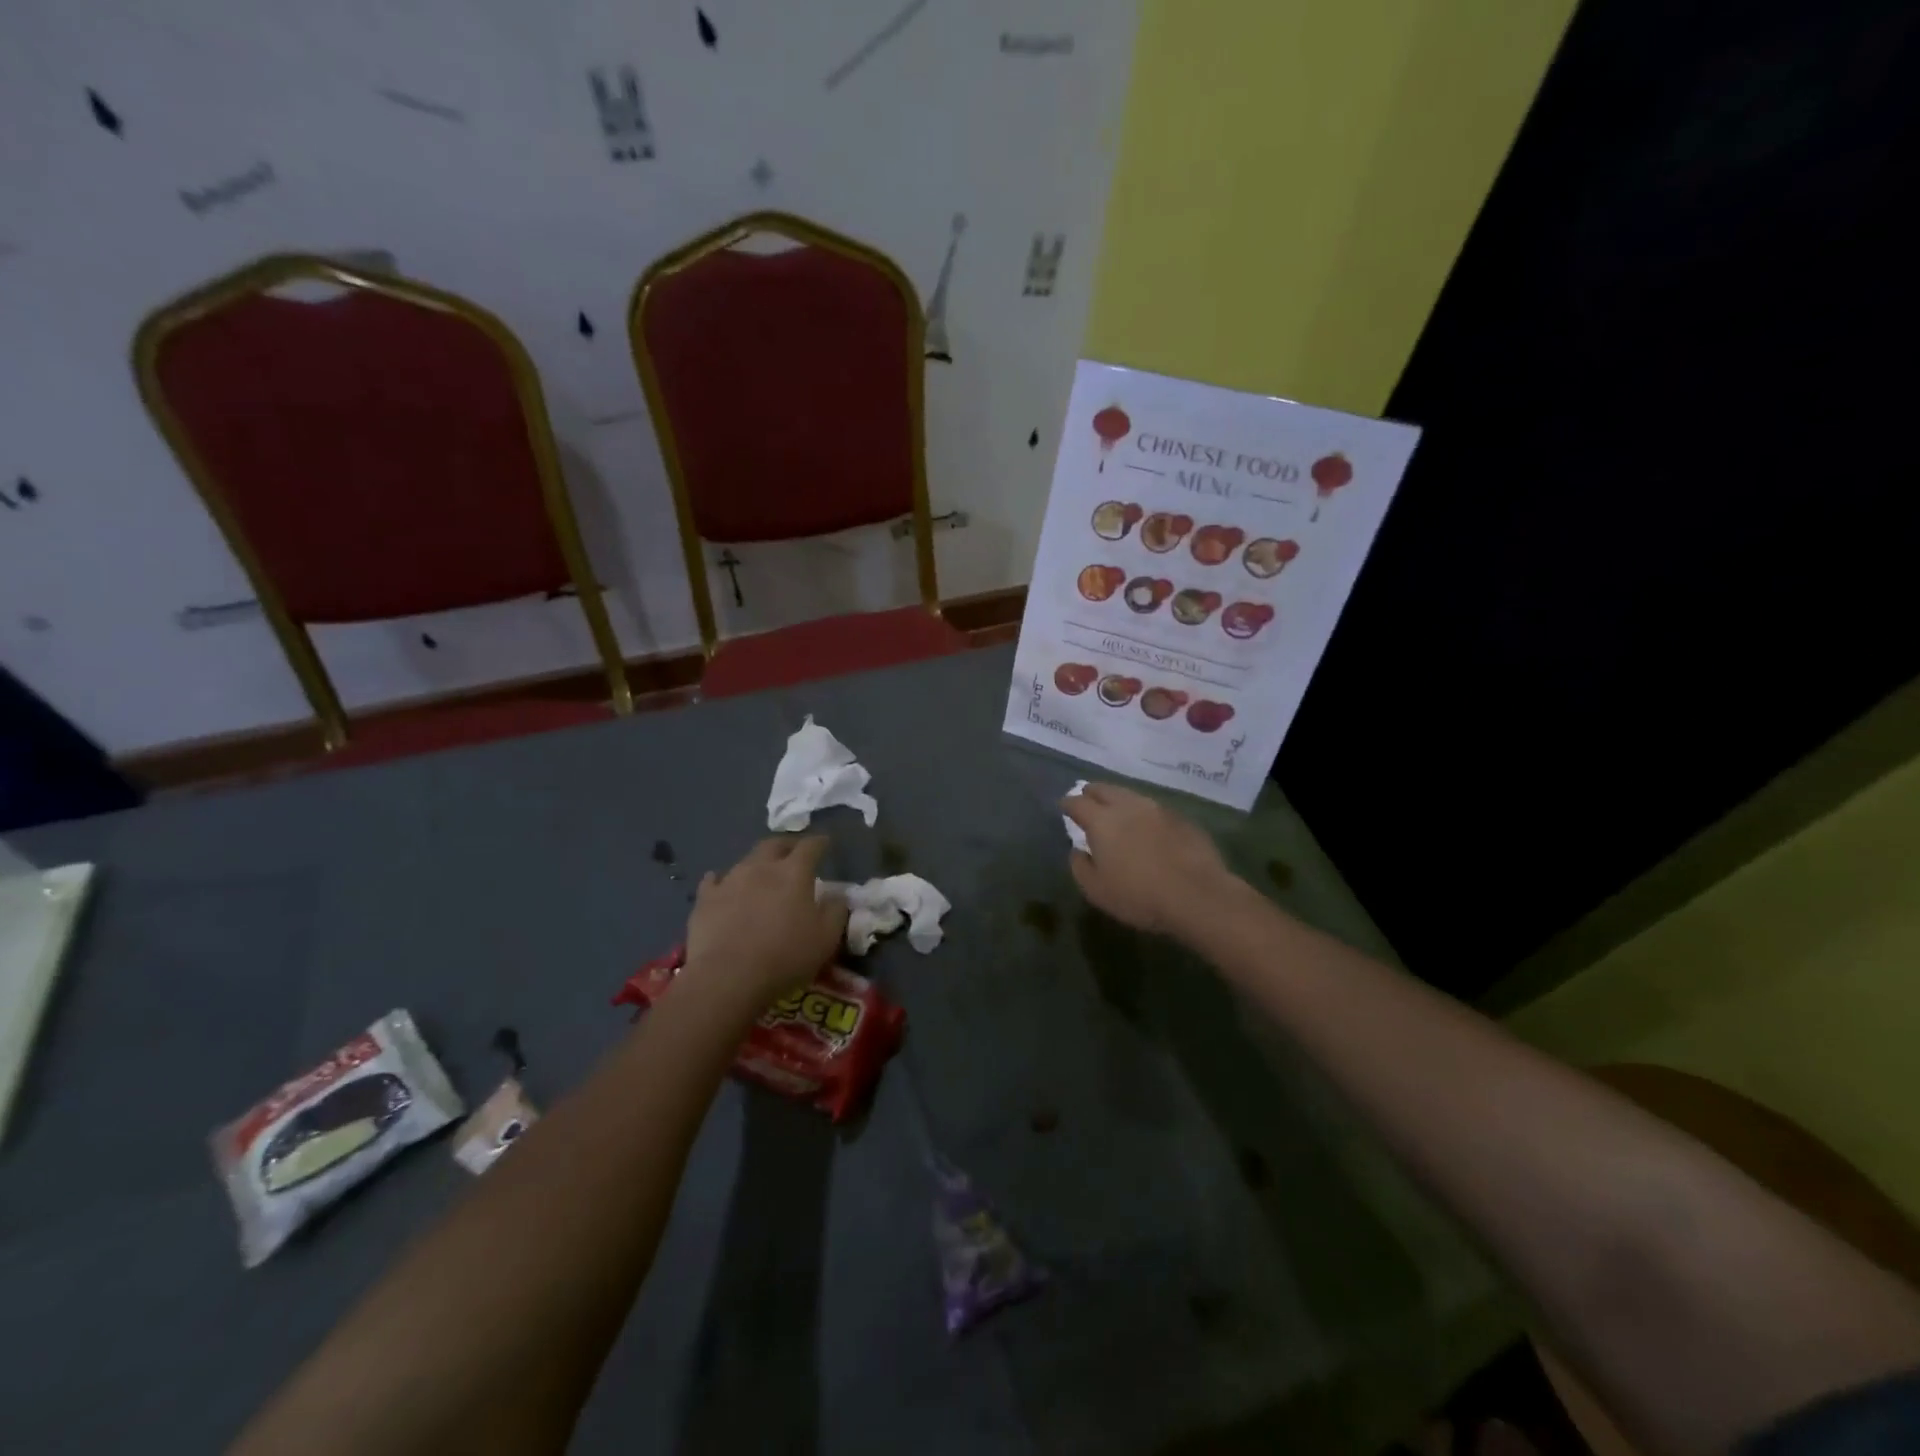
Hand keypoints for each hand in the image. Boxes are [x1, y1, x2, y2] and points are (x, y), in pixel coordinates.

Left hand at [685, 837, 848, 1004]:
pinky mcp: (705, 900)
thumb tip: (836, 896)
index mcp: (794, 873)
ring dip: (757, 864)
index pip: (810, 846)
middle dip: (787, 844)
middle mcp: (761, 867)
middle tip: (793, 852)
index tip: (825, 842)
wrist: (728, 977)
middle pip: (774, 844)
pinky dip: (721, 881)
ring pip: (745, 861)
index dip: (820, 842)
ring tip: (761, 873)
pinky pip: (714, 881)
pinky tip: (721, 885)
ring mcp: (729, 881)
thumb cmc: (785, 956)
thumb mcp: (826, 938)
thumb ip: (836, 911)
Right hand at [1062, 783, 1240, 938]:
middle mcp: (1128, 806)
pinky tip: (1147, 827)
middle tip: (1087, 800)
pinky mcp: (1182, 818)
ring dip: (1119, 800)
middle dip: (1092, 792)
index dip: (1068, 803)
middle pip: (1104, 789)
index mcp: (1102, 821)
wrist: (1198, 896)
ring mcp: (1158, 809)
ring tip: (1116, 812)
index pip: (1077, 802)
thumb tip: (1078, 850)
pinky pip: (1154, 809)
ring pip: (1131, 795)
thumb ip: (1080, 866)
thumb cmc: (1139, 896)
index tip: (1064, 806)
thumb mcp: (1096, 890)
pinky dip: (1144, 814)